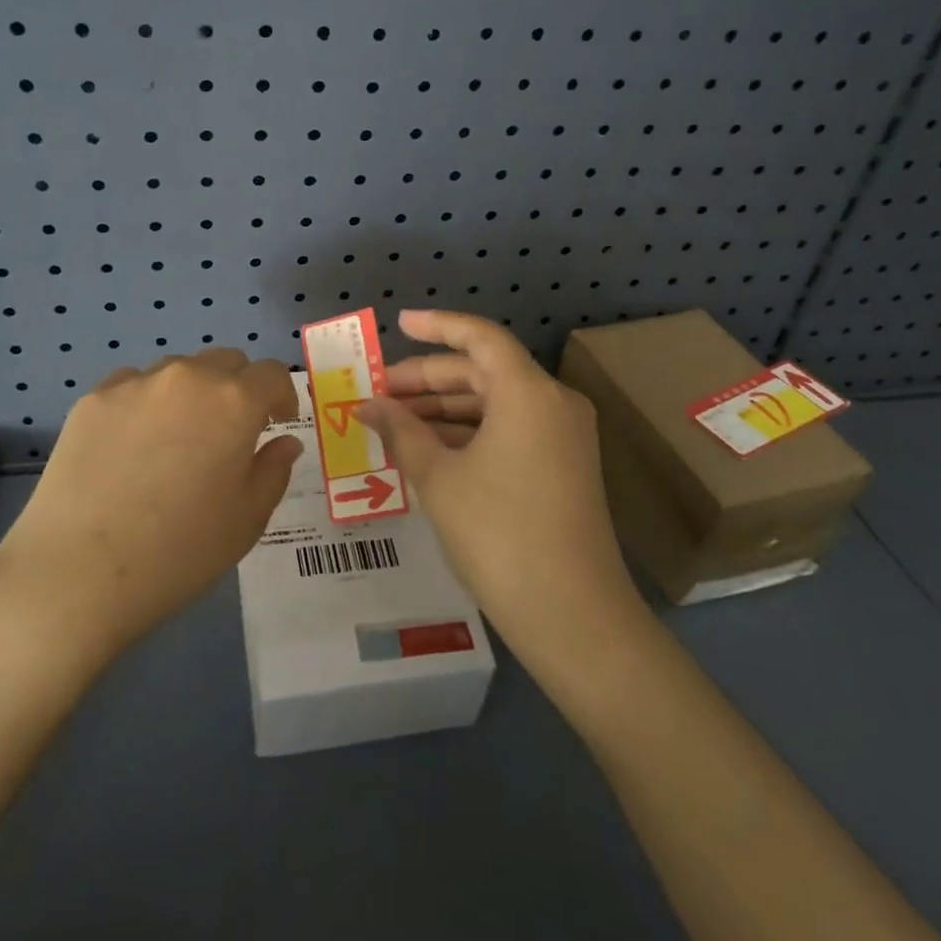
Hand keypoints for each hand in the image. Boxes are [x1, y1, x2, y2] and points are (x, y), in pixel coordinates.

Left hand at [0, 349, 301, 662]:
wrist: (77, 572)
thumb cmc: (179, 551)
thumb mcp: (247, 520)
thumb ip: (273, 471)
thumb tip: (284, 442)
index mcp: (234, 402)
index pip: (271, 374)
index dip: (282, 396)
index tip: (277, 423)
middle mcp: (187, 378)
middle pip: (225, 361)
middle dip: (239, 388)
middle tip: (231, 432)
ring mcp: (135, 384)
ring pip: (178, 370)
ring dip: (191, 393)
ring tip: (177, 439)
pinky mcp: (92, 399)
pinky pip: (132, 386)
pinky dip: (146, 403)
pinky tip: (132, 445)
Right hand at [355, 312, 636, 669]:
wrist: (572, 615)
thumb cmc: (498, 534)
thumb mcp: (438, 478)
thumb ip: (401, 432)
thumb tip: (367, 406)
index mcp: (528, 392)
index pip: (480, 337)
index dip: (437, 326)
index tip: (399, 325)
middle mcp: (552, 403)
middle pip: (483, 371)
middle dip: (428, 379)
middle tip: (380, 392)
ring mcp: (562, 436)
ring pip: (494, 403)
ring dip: (444, 409)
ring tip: (393, 424)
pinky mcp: (562, 466)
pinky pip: (508, 430)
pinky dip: (468, 433)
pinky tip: (428, 450)